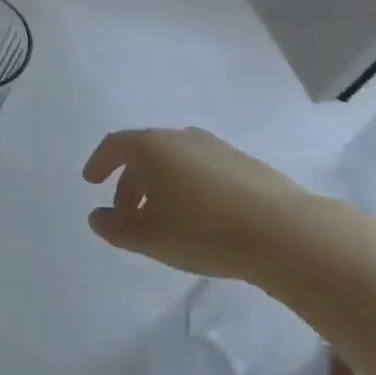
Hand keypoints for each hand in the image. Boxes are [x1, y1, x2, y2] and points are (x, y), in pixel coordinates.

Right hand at [83, 127, 335, 283]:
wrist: (283, 231)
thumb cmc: (202, 230)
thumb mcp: (148, 237)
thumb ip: (115, 228)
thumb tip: (97, 217)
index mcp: (152, 147)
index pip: (115, 145)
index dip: (99, 163)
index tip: (91, 182)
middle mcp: (181, 137)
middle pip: (144, 153)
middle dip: (130, 183)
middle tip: (126, 216)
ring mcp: (216, 147)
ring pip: (175, 161)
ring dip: (161, 185)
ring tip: (164, 219)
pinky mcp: (245, 163)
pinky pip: (203, 169)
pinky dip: (189, 187)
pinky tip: (200, 217)